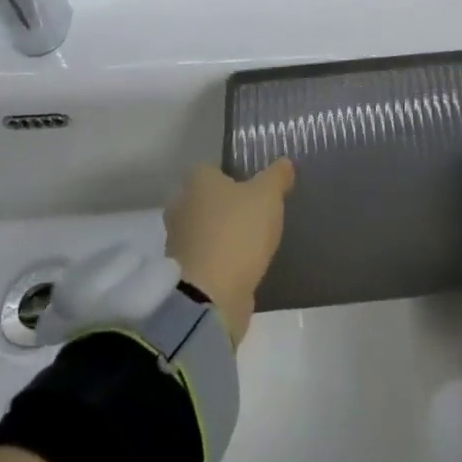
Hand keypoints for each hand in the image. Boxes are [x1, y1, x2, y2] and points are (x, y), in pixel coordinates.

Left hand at [164, 159, 294, 345]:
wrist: (210, 297)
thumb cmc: (237, 233)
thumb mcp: (268, 196)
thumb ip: (277, 176)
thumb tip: (284, 163)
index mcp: (196, 181)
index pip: (213, 168)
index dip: (234, 175)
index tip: (255, 186)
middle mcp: (180, 206)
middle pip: (207, 199)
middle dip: (227, 205)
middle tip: (256, 212)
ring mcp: (178, 242)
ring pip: (205, 229)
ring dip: (222, 234)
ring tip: (252, 241)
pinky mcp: (182, 273)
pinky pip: (206, 257)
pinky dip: (220, 259)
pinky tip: (241, 265)